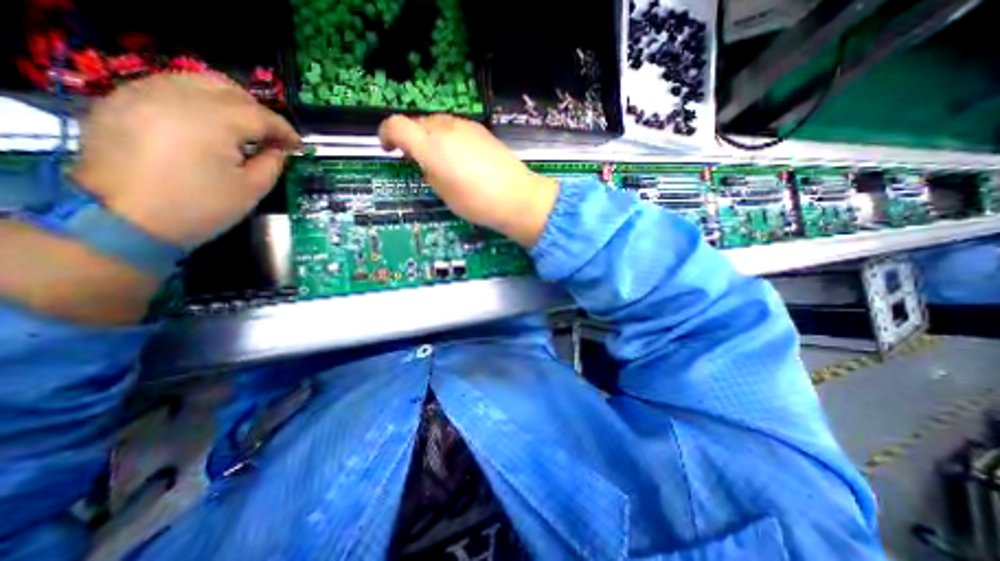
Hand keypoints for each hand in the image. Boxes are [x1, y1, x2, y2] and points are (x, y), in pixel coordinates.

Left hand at [72, 72, 296, 246]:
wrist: (123, 219)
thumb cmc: (200, 207)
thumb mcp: (252, 189)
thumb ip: (272, 162)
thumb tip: (280, 149)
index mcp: (212, 121)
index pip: (260, 115)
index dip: (285, 130)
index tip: (298, 146)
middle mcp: (175, 96)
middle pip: (228, 89)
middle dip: (258, 111)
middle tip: (271, 136)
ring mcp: (142, 93)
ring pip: (197, 82)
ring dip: (229, 103)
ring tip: (242, 130)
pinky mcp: (121, 101)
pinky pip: (170, 88)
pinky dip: (199, 102)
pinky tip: (209, 127)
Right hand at [377, 112, 557, 244]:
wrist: (516, 197)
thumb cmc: (477, 202)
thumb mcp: (444, 194)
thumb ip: (429, 172)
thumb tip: (426, 161)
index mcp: (430, 147)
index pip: (397, 126)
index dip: (386, 134)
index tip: (388, 148)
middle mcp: (445, 129)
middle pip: (418, 123)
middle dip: (411, 137)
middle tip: (416, 158)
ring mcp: (466, 127)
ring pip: (438, 123)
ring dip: (431, 136)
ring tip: (439, 158)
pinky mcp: (482, 130)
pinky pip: (456, 128)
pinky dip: (449, 137)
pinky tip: (459, 156)